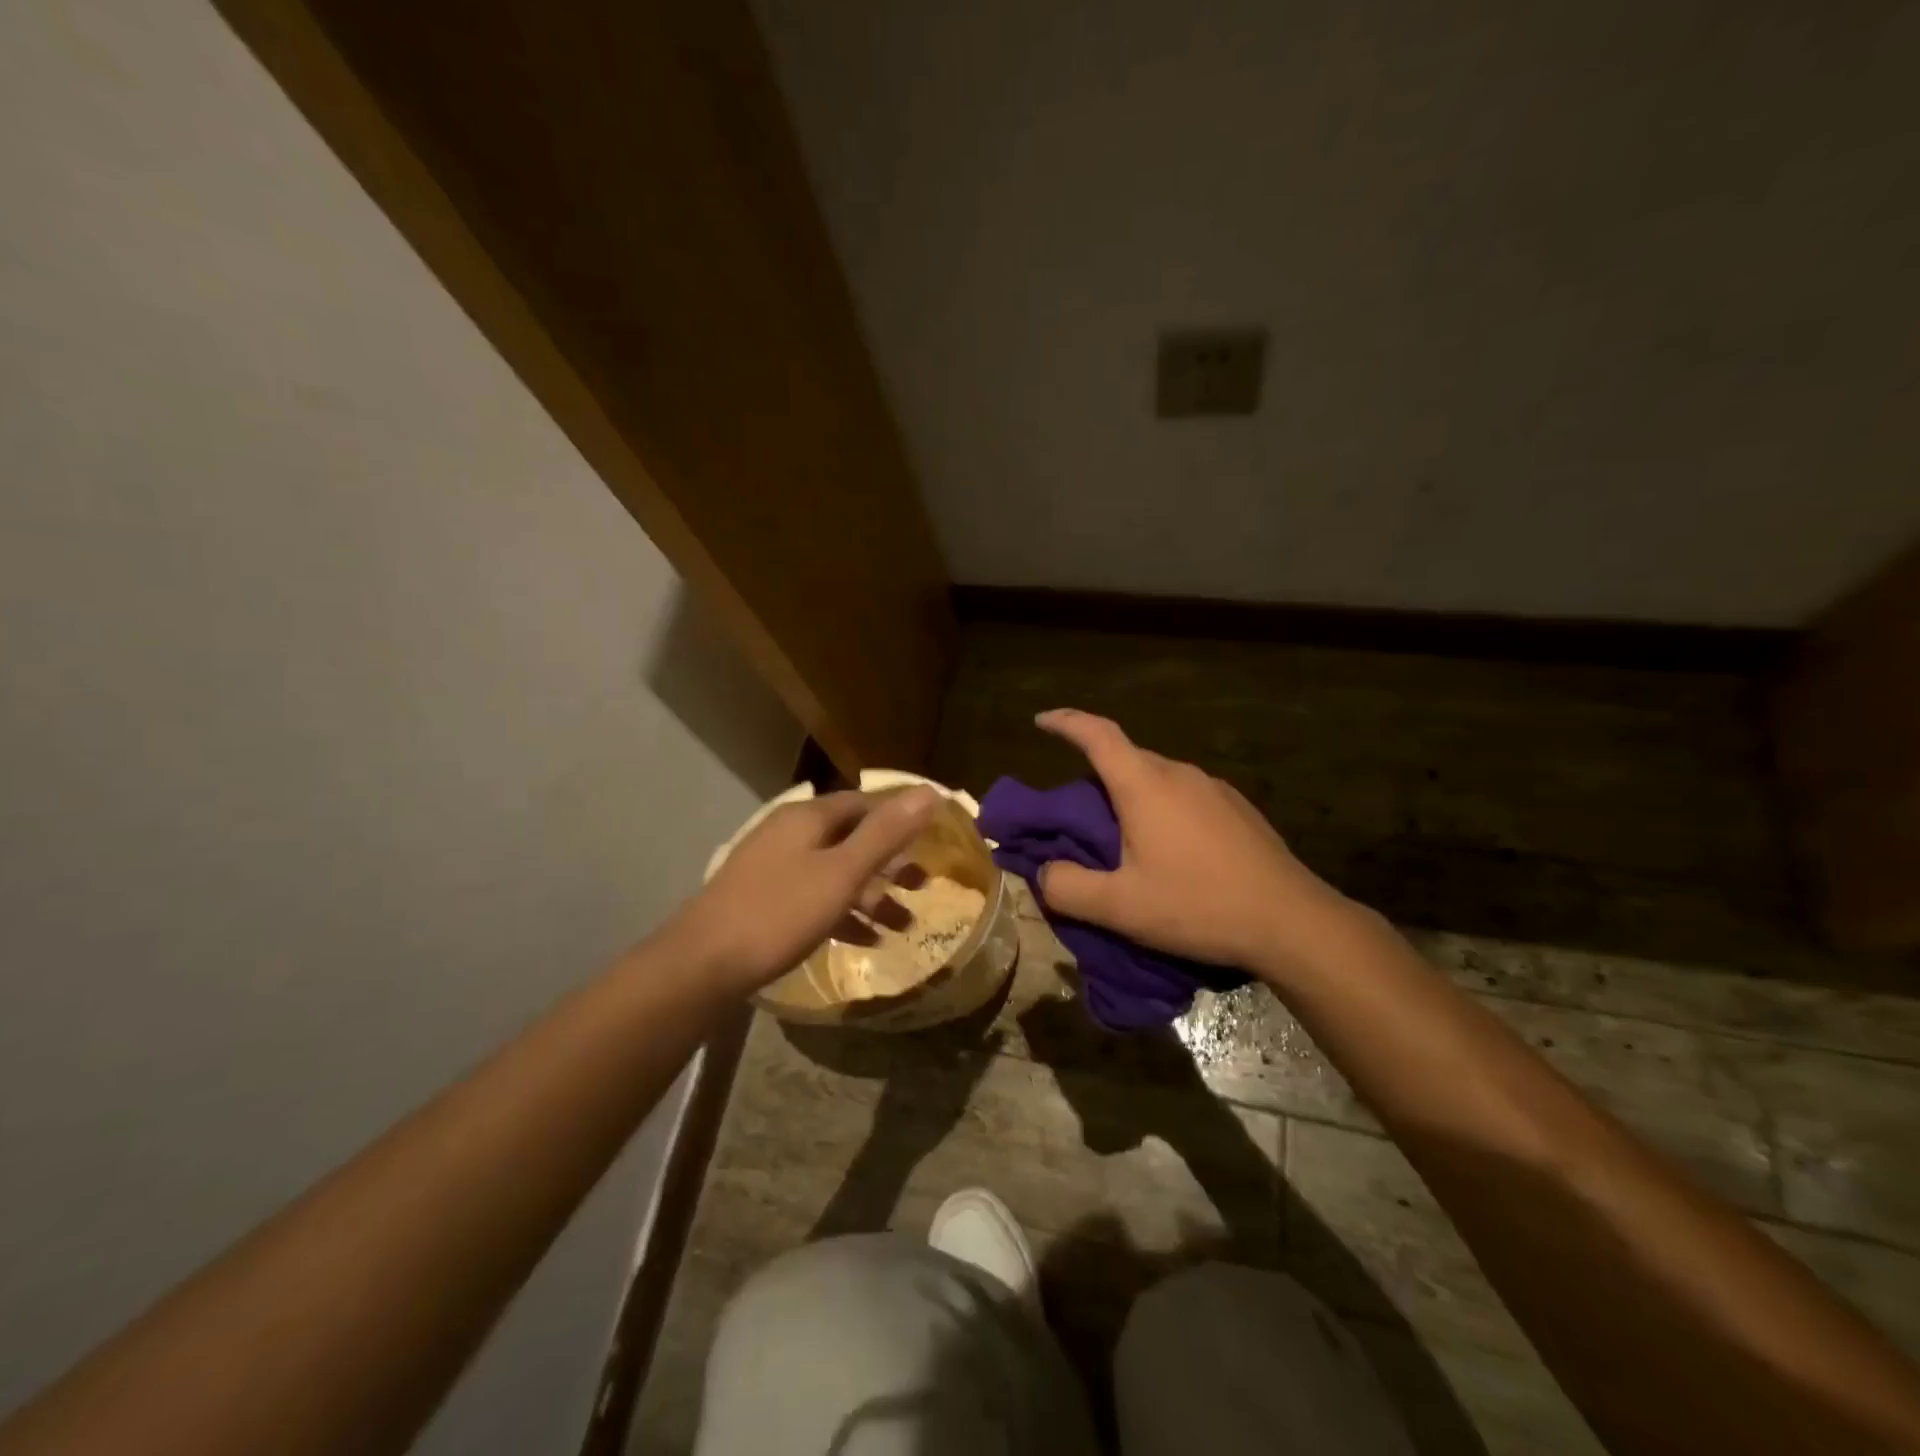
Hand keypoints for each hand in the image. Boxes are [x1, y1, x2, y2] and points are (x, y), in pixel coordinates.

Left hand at [666, 787, 939, 994]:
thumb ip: (885, 834)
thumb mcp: (842, 873)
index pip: (865, 803)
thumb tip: (929, 791)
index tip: (933, 837)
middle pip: (851, 838)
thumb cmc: (779, 912)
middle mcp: (790, 833)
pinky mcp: (765, 900)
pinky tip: (867, 941)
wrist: (702, 965)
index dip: (900, 816)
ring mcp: (774, 867)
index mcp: (808, 817)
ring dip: (871, 895)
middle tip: (923, 885)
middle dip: (889, 862)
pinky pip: (816, 897)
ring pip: (836, 871)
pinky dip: (844, 914)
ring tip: (904, 924)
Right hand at [1034, 709, 1358, 977]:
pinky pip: (1186, 796)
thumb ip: (1068, 887)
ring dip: (1132, 796)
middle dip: (1095, 773)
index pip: (1097, 735)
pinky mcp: (1239, 810)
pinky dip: (1164, 810)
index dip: (1066, 722)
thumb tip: (1044, 871)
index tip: (1041, 721)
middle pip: (1126, 758)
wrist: (1292, 921)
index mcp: (1145, 785)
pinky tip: (1173, 852)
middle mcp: (1180, 774)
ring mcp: (1215, 789)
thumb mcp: (1120, 908)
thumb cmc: (1198, 906)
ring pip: (1158, 779)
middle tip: (1077, 813)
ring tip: (1124, 839)